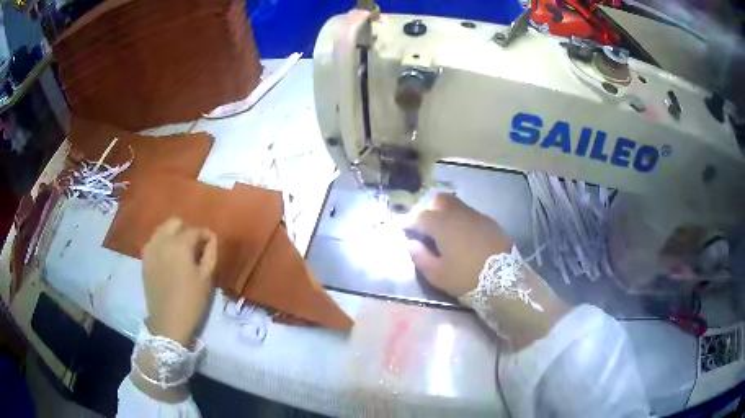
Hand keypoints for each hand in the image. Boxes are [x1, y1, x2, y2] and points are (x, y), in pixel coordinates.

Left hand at [142, 218, 217, 345]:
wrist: (168, 321)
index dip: (205, 234)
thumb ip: (210, 254)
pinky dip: (162, 243)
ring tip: (181, 250)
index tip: (211, 243)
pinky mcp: (144, 259)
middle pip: (175, 222)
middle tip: (195, 245)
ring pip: (162, 229)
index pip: (195, 230)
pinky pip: (154, 242)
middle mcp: (162, 241)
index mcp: (180, 245)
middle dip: (187, 229)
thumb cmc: (191, 301)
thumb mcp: (206, 278)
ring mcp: (150, 249)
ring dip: (173, 234)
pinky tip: (168, 258)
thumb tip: (211, 239)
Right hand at [406, 194, 569, 348]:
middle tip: (424, 227)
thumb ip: (420, 256)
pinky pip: (469, 214)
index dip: (408, 221)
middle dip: (428, 210)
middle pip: (439, 200)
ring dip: (445, 213)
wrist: (504, 280)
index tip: (403, 229)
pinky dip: (460, 220)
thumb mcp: (437, 274)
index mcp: (443, 225)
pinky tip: (461, 236)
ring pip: (456, 205)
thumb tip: (412, 243)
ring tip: (443, 232)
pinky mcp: (489, 222)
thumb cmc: (466, 278)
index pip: (419, 215)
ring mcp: (476, 216)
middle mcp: (459, 214)